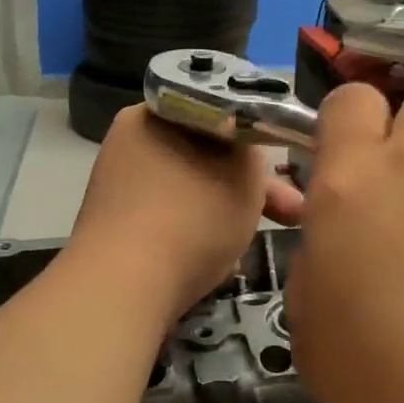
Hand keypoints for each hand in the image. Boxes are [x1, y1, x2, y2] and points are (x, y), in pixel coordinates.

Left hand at [66, 106, 299, 322]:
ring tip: (252, 242)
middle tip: (291, 215)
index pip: (217, 114)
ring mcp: (115, 187)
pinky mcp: (112, 228)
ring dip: (224, 211)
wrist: (123, 288)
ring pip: (190, 190)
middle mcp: (128, 142)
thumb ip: (252, 147)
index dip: (257, 141)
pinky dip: (194, 234)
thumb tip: (244, 148)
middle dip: (248, 186)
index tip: (287, 171)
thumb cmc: (191, 216)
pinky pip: (167, 220)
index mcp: (152, 114)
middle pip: (205, 156)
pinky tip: (217, 261)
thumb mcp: (245, 171)